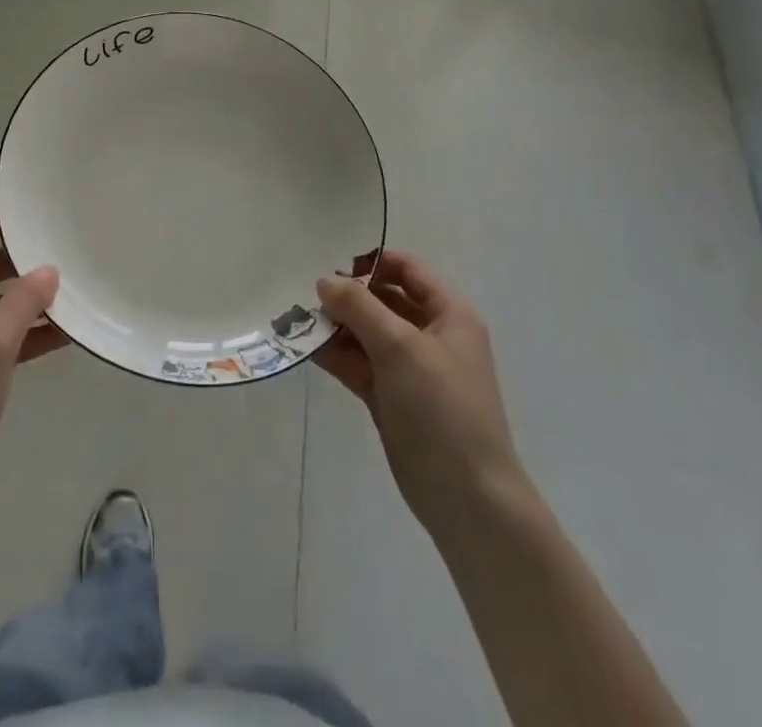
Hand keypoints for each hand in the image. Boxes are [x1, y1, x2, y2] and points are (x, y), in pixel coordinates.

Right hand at [313, 252, 523, 533]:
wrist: (467, 498)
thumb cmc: (442, 408)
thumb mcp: (401, 347)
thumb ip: (360, 307)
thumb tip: (325, 280)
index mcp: (448, 314)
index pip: (407, 269)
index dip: (372, 261)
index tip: (330, 263)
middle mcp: (430, 335)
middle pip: (382, 300)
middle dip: (346, 295)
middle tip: (302, 291)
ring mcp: (409, 368)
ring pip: (366, 333)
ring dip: (334, 325)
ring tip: (294, 317)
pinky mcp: (390, 397)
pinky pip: (358, 363)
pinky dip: (334, 354)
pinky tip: (303, 346)